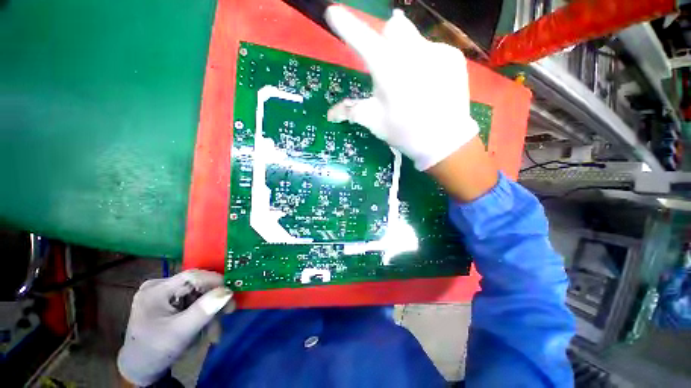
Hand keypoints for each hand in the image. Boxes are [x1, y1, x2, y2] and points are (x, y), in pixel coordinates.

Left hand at [117, 270, 233, 385]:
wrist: (139, 366)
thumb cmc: (158, 348)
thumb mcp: (182, 331)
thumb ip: (204, 311)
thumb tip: (227, 291)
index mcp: (157, 288)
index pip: (189, 276)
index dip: (213, 281)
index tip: (233, 293)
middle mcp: (155, 287)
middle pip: (189, 289)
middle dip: (208, 307)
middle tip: (223, 323)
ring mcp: (155, 298)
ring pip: (187, 300)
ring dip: (202, 317)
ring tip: (211, 337)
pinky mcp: (157, 309)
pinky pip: (180, 308)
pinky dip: (192, 319)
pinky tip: (197, 332)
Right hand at [325, 7, 477, 171]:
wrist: (450, 142)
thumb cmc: (407, 132)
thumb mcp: (375, 120)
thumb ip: (351, 109)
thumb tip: (331, 113)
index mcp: (386, 66)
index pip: (361, 38)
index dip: (346, 23)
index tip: (333, 11)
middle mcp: (411, 51)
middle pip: (395, 27)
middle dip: (390, 35)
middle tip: (393, 56)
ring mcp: (435, 50)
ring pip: (416, 38)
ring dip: (411, 49)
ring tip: (420, 76)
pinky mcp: (453, 55)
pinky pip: (435, 48)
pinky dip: (431, 58)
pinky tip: (436, 79)